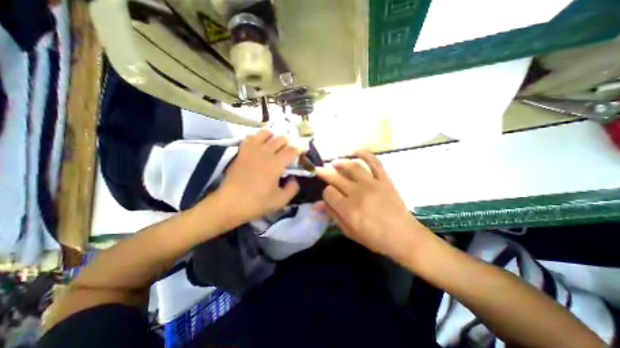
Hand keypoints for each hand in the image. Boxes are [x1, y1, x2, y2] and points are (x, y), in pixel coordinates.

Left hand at [212, 131, 301, 225]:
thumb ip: (293, 188)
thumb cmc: (256, 203)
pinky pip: (251, 136)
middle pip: (281, 138)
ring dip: (275, 136)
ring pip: (266, 133)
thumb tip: (294, 178)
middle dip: (290, 142)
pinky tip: (261, 145)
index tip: (305, 149)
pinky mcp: (242, 151)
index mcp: (275, 164)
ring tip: (277, 145)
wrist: (229, 204)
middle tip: (292, 150)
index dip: (301, 147)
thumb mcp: (281, 200)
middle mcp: (264, 152)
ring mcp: (251, 150)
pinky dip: (259, 137)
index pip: (292, 149)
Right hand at [316, 151, 432, 258]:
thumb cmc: (374, 238)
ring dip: (340, 162)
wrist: (403, 236)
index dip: (325, 193)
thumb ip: (333, 215)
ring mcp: (373, 184)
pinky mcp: (385, 180)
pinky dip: (365, 154)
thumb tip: (317, 205)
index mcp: (348, 209)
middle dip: (325, 173)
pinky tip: (356, 151)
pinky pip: (375, 162)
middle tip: (319, 170)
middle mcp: (358, 193)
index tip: (328, 196)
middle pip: (336, 177)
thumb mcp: (349, 231)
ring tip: (334, 162)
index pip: (329, 192)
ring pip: (352, 167)